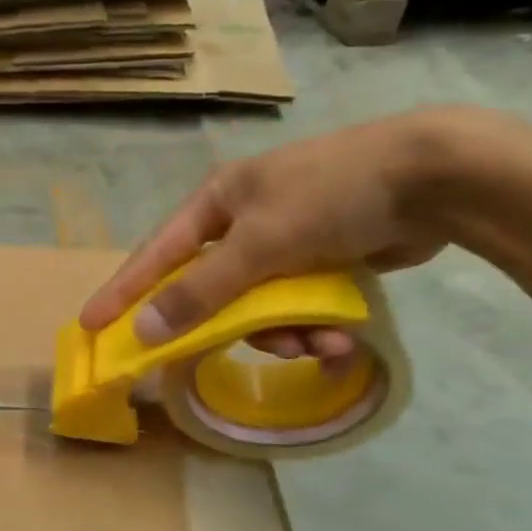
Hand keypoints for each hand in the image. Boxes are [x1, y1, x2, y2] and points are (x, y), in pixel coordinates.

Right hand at [81, 108, 483, 360]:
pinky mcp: (322, 260)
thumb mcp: (259, 245)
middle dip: (233, 326)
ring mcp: (284, 241)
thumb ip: (199, 292)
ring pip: (257, 307)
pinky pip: (296, 307)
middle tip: (236, 353)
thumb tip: (143, 331)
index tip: (92, 325)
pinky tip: (341, 341)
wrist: (440, 177)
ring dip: (284, 334)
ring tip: (319, 346)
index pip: (155, 254)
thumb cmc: (333, 196)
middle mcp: (243, 221)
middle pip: (210, 290)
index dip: (122, 291)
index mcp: (217, 202)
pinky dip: (313, 328)